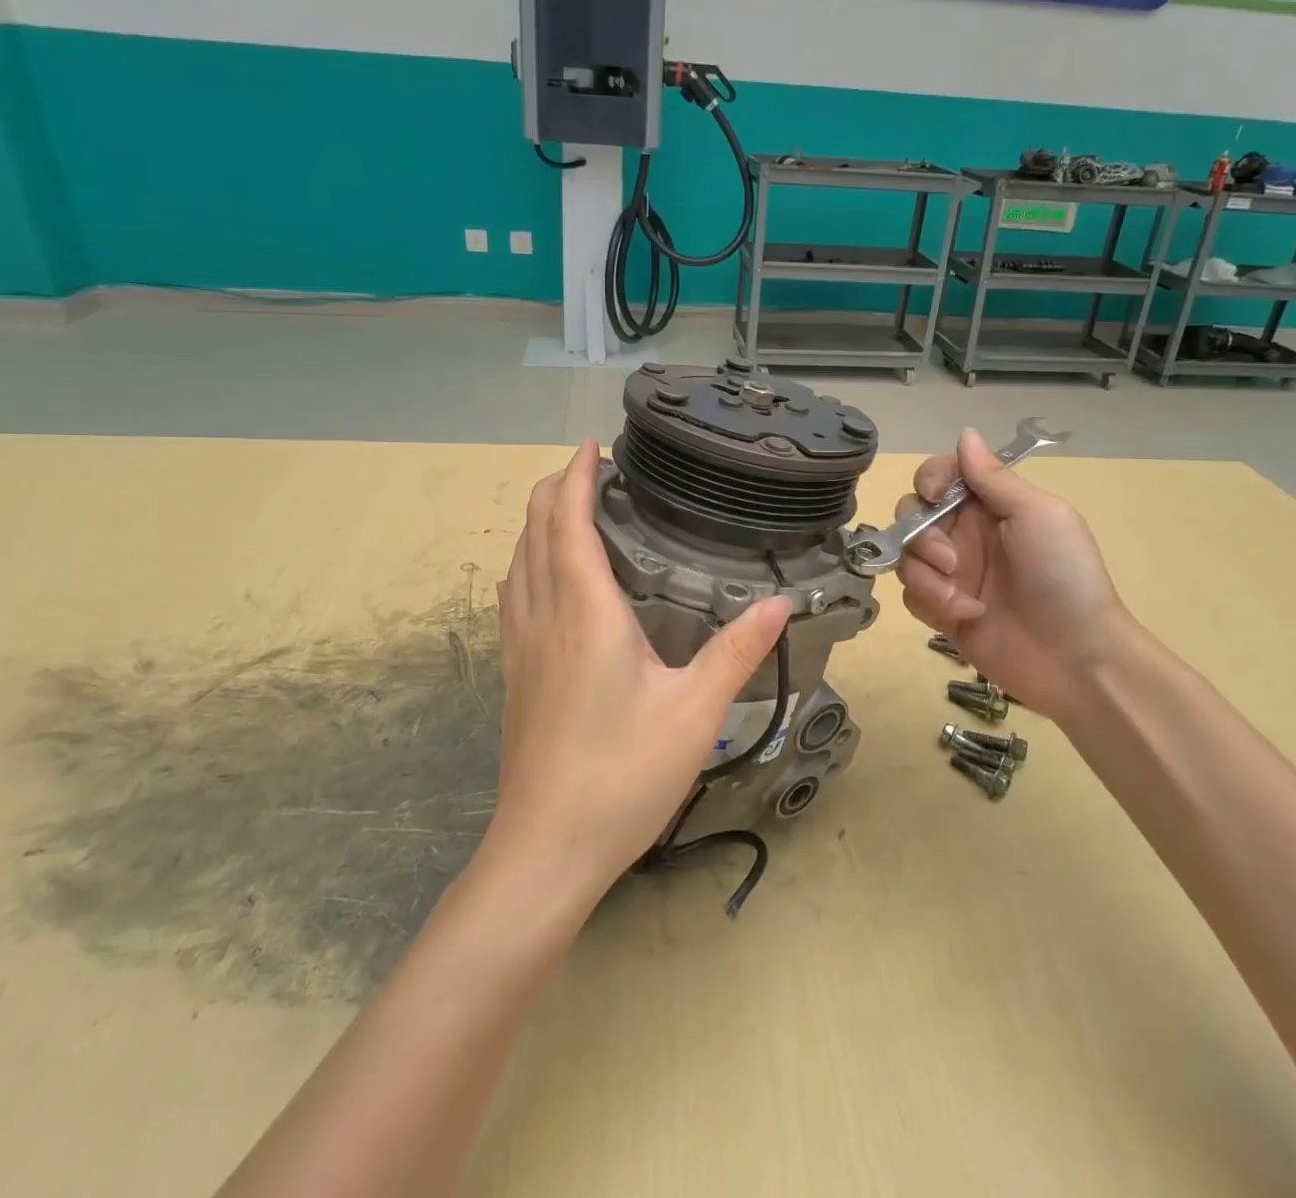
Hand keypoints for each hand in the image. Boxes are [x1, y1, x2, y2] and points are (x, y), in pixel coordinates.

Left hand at [491, 442, 790, 906]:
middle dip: (555, 488)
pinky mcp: (515, 672)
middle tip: (588, 468)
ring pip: (519, 561)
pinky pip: (514, 593)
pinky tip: (544, 576)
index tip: (590, 446)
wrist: (545, 849)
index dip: (576, 477)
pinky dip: (528, 560)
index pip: (569, 522)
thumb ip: (737, 652)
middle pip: (535, 531)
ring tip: (568, 507)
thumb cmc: (622, 775)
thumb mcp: (694, 713)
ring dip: (538, 522)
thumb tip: (781, 604)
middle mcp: (544, 616)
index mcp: (585, 612)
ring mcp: (521, 645)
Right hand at [897, 430, 1133, 722]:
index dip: (930, 480)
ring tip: (960, 598)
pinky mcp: (941, 610)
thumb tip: (965, 433)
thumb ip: (994, 478)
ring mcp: (951, 574)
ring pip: (905, 555)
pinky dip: (931, 602)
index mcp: (990, 506)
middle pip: (911, 513)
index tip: (935, 496)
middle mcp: (965, 534)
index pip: (941, 476)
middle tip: (951, 560)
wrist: (1075, 657)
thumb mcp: (1038, 516)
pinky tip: (964, 617)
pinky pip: (910, 593)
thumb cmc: (1064, 576)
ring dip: (926, 575)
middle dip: (920, 535)